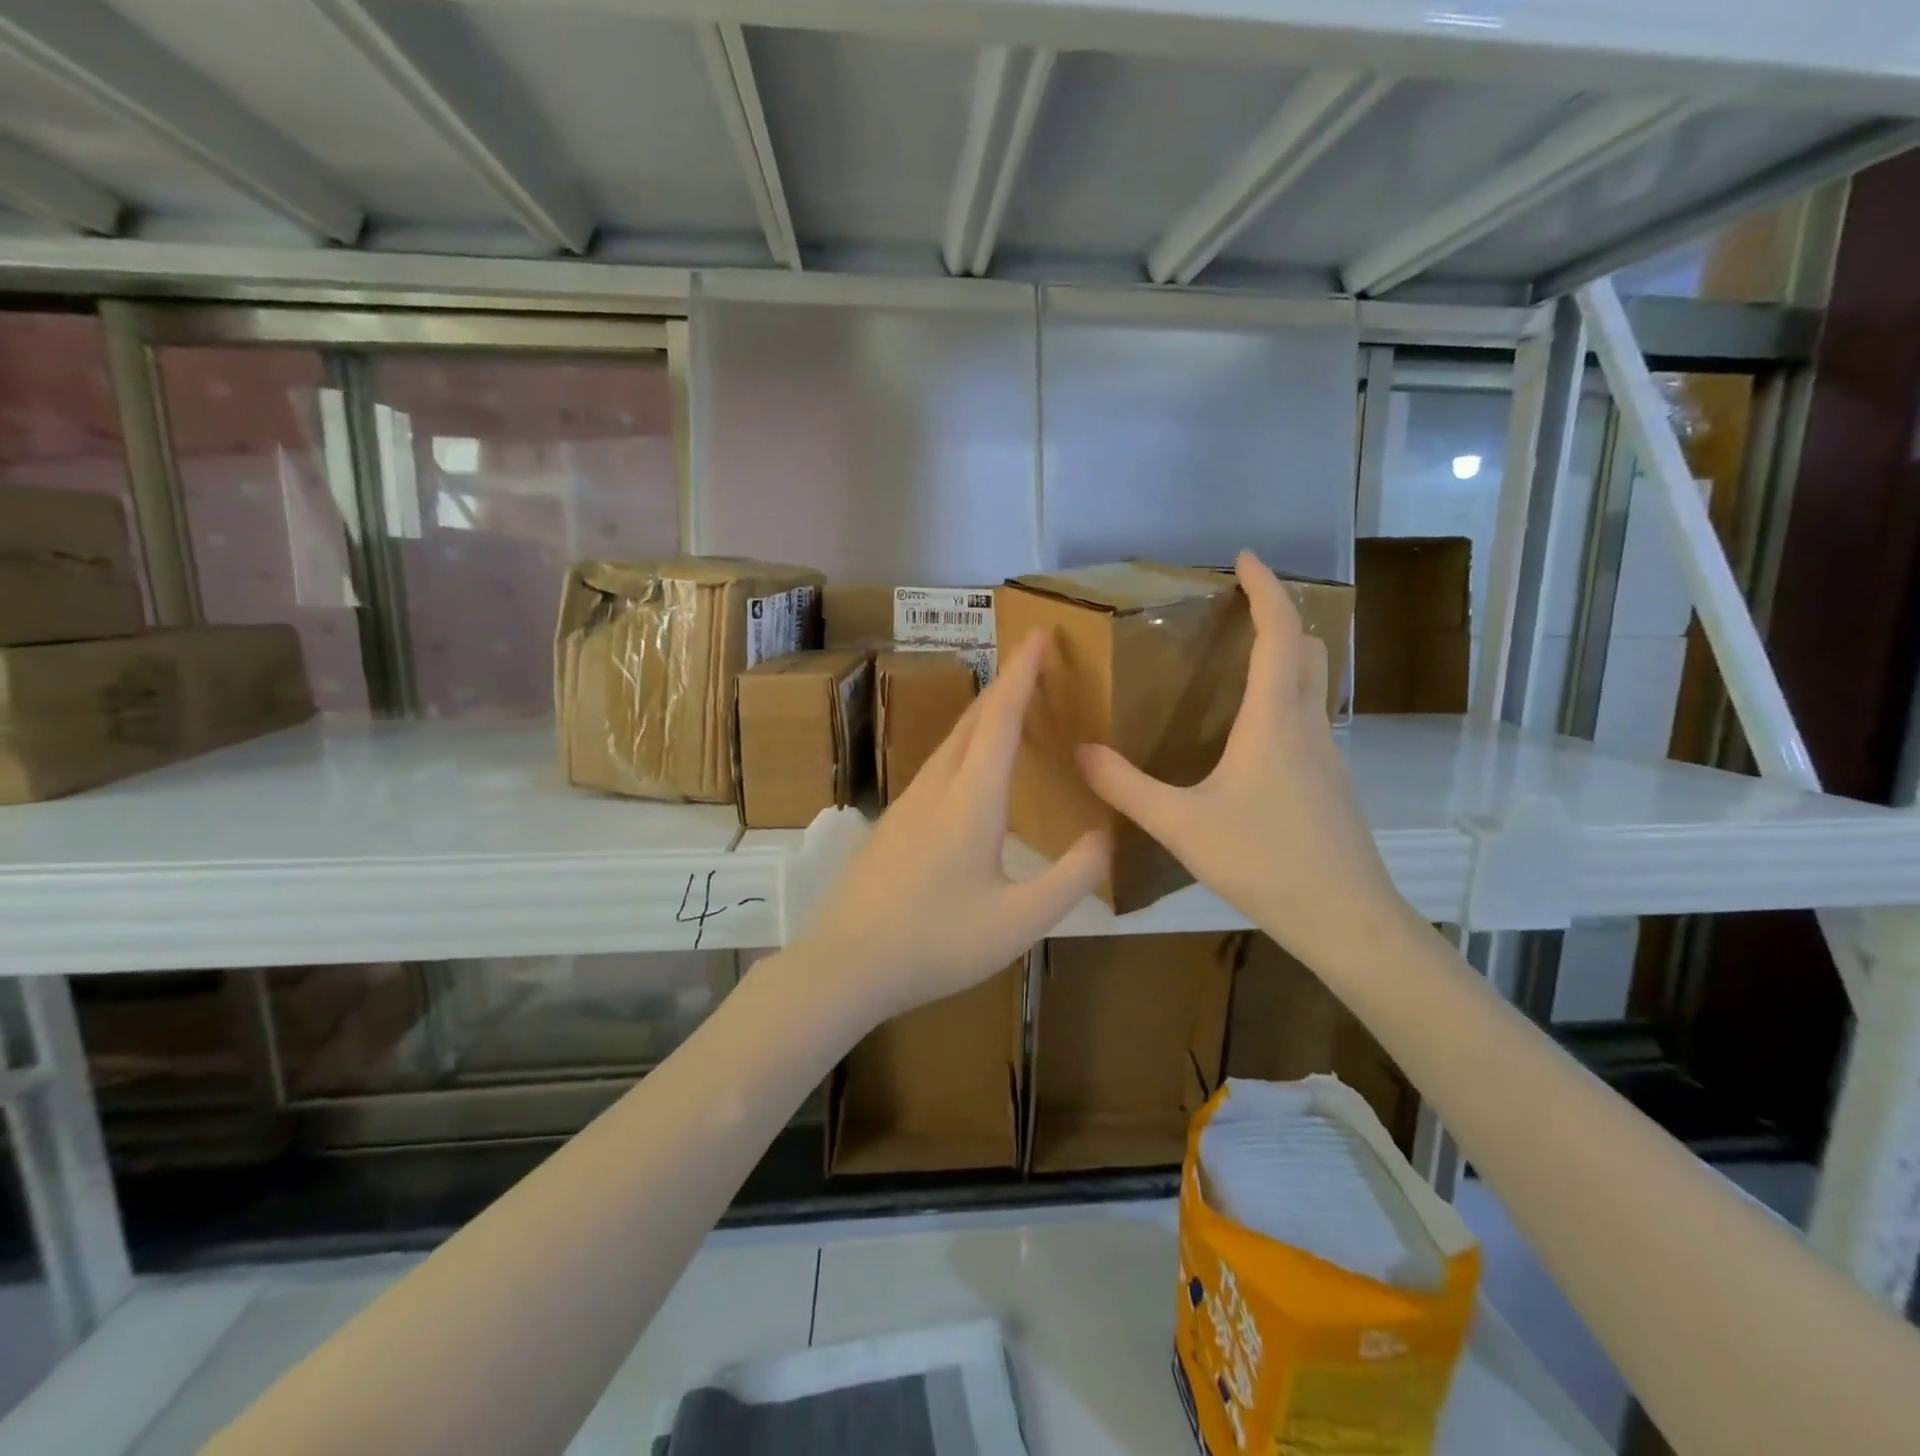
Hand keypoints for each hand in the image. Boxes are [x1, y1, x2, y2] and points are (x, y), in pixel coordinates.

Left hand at [799, 634, 1109, 1024]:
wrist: (845, 965)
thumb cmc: (937, 941)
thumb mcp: (1020, 920)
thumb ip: (1072, 877)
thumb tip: (1104, 837)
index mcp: (972, 799)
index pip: (1001, 718)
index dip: (1022, 673)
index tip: (1038, 633)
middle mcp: (936, 788)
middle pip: (972, 721)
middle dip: (1004, 684)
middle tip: (1032, 660)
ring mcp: (907, 804)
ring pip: (949, 742)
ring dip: (982, 714)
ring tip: (1008, 705)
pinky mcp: (892, 825)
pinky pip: (936, 766)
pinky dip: (963, 746)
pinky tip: (968, 769)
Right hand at [1077, 551, 1406, 972]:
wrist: (1346, 919)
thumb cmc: (1265, 861)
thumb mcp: (1181, 824)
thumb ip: (1125, 786)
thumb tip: (1080, 752)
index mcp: (1275, 719)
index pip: (1279, 633)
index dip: (1266, 588)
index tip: (1245, 558)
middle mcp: (1308, 724)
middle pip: (1309, 649)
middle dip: (1280, 617)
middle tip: (1239, 611)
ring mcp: (1327, 754)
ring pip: (1314, 685)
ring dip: (1286, 658)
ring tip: (1238, 665)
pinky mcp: (1330, 783)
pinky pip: (1309, 719)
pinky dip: (1285, 699)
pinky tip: (1250, 736)